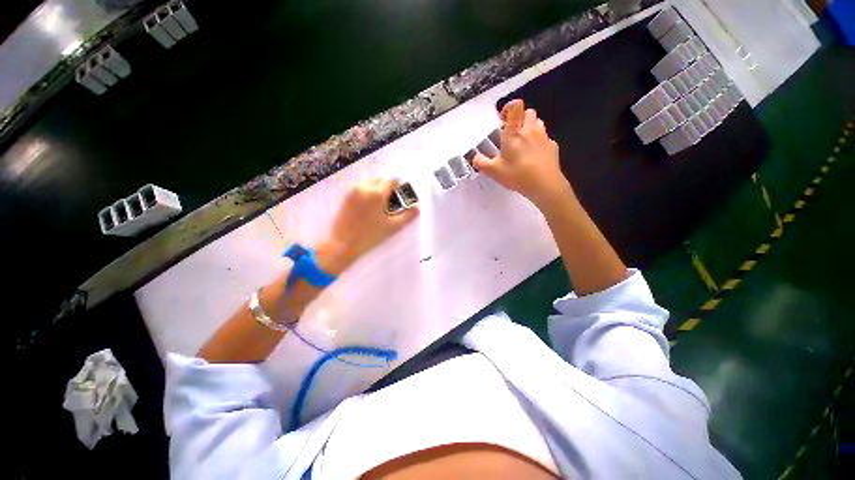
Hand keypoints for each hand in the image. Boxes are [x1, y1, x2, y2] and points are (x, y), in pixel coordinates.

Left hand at [317, 178, 418, 274]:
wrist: (342, 244)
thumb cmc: (370, 236)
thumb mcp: (393, 227)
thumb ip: (407, 216)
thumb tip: (417, 207)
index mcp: (377, 193)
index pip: (392, 180)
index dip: (399, 186)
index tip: (401, 197)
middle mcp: (364, 187)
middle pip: (381, 179)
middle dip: (388, 187)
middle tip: (391, 203)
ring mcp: (353, 191)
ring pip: (370, 183)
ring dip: (378, 189)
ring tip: (380, 206)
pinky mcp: (346, 196)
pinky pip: (361, 188)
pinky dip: (368, 192)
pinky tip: (369, 208)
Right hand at [474, 99, 573, 208]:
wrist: (545, 185)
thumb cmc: (518, 175)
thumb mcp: (494, 172)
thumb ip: (481, 163)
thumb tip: (475, 157)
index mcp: (514, 133)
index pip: (515, 107)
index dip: (509, 108)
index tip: (503, 120)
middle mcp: (530, 130)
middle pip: (528, 112)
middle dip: (520, 119)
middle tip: (512, 134)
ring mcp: (544, 137)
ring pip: (538, 123)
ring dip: (530, 129)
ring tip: (523, 144)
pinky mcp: (553, 146)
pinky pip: (545, 138)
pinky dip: (539, 143)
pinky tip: (533, 156)